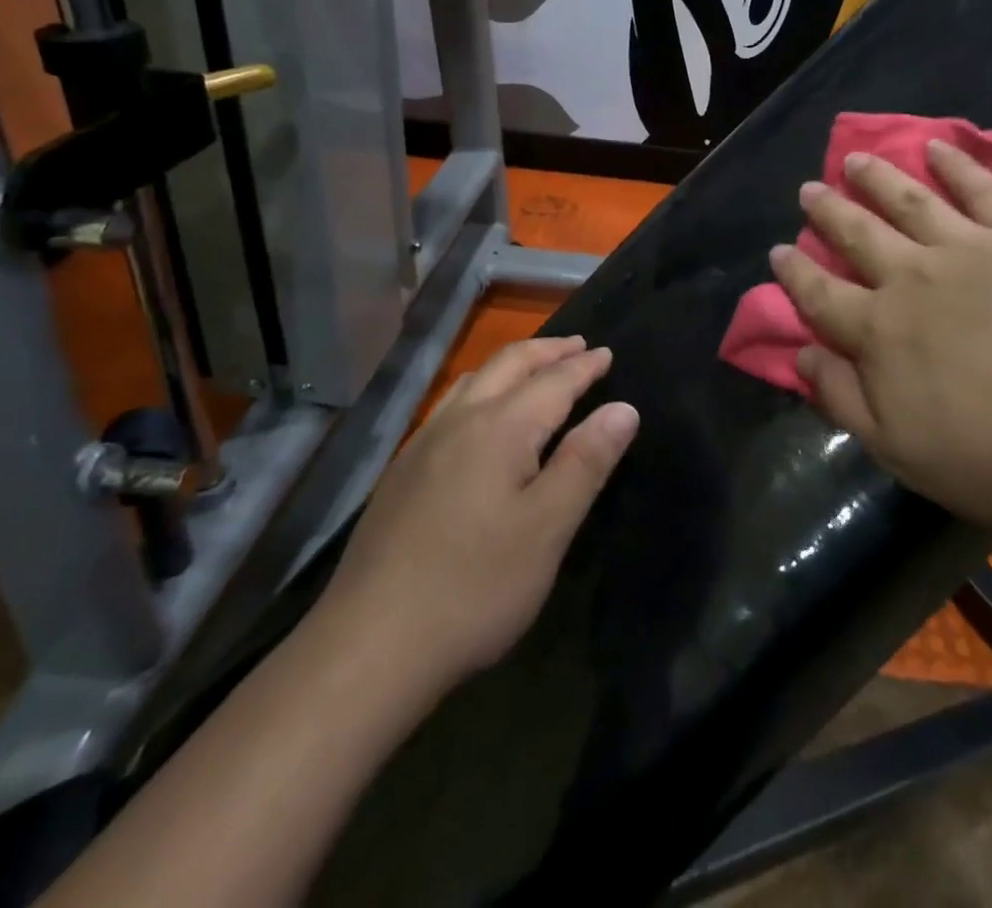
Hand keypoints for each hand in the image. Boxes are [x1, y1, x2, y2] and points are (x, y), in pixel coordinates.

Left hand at [317, 336, 638, 682]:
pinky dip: (481, 389)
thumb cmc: (475, 587)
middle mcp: (459, 421)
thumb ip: (586, 462)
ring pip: (473, 380)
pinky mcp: (400, 472)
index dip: (584, 366)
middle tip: (578, 345)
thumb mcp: (548, 528)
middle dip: (547, 351)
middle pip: (508, 365)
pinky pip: (450, 406)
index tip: (607, 353)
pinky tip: (479, 416)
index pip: (553, 381)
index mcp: (500, 428)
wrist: (369, 646)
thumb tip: (622, 408)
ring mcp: (422, 444)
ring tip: (534, 368)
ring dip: (511, 365)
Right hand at [770, 141, 991, 544]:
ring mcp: (971, 250)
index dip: (795, 272)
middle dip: (828, 210)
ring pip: (911, 201)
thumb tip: (801, 355)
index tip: (778, 250)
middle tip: (808, 189)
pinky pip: (984, 191)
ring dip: (877, 177)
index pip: (821, 294)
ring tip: (855, 158)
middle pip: (859, 234)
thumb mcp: (897, 449)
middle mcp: (913, 277)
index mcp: (879, 330)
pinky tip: (937, 147)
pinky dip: (957, 165)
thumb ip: (841, 397)